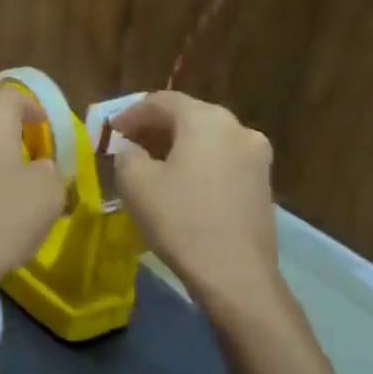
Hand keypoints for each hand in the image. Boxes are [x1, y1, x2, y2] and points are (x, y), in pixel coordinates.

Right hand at [112, 91, 281, 312]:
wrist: (234, 273)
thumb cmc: (179, 219)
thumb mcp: (135, 183)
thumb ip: (127, 154)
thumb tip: (132, 149)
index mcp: (206, 120)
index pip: (162, 100)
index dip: (131, 113)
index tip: (110, 131)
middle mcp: (237, 128)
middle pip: (189, 116)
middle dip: (155, 127)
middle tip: (128, 145)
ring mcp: (256, 156)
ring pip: (207, 139)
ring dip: (177, 145)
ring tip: (151, 165)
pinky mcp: (262, 183)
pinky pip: (222, 160)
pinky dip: (197, 163)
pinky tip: (180, 184)